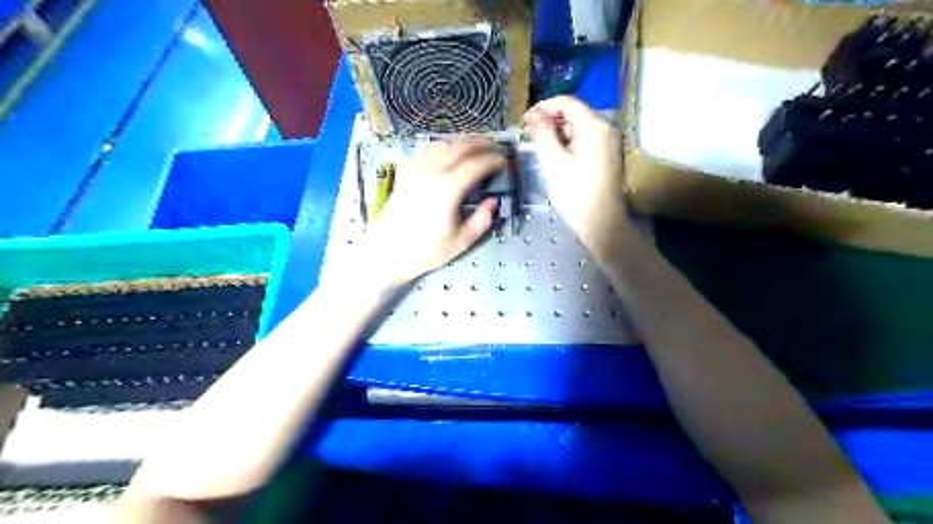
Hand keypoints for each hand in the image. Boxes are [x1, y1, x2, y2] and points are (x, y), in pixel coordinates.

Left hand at [359, 137, 501, 287]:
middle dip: (480, 143)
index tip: (504, 161)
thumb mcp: (460, 242)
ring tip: (477, 145)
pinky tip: (449, 151)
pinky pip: (426, 150)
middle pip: (459, 147)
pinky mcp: (406, 174)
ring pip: (442, 144)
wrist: (386, 253)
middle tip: (495, 147)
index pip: (475, 164)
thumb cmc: (424, 251)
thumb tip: (492, 202)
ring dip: (462, 141)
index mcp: (447, 190)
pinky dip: (442, 145)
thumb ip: (481, 220)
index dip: (492, 159)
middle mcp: (431, 174)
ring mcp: (416, 171)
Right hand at [523, 93, 626, 242]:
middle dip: (550, 120)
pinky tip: (555, 153)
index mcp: (595, 125)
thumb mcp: (553, 160)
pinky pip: (586, 139)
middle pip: (574, 113)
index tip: (525, 120)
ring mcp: (610, 141)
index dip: (543, 107)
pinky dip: (569, 141)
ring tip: (539, 143)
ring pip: (579, 127)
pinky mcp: (608, 154)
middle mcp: (606, 128)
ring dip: (558, 131)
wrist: (600, 221)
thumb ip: (543, 132)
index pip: (566, 102)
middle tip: (529, 132)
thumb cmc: (575, 191)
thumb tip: (535, 116)